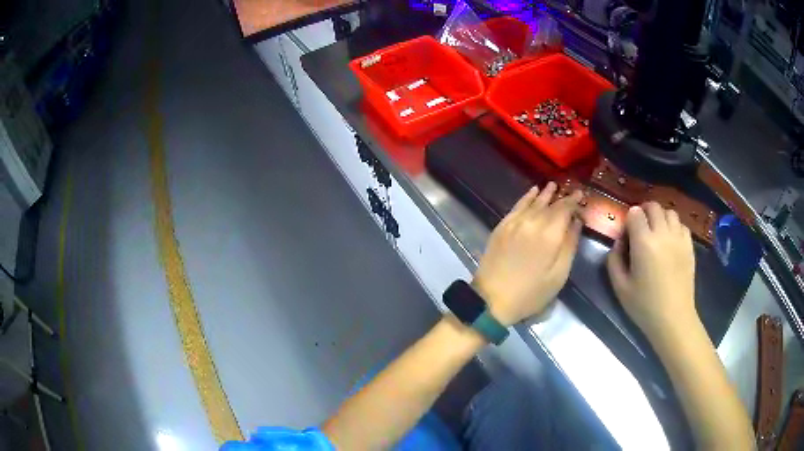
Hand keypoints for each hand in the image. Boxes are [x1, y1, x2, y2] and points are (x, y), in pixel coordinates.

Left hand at [472, 182, 582, 325]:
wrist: (491, 300)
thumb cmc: (530, 293)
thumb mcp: (558, 275)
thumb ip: (570, 245)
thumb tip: (576, 222)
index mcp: (550, 234)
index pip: (565, 209)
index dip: (574, 201)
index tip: (581, 195)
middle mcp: (532, 222)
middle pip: (550, 204)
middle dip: (562, 197)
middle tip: (571, 191)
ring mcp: (514, 222)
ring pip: (533, 202)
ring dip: (545, 193)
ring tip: (553, 186)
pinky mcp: (501, 226)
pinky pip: (517, 206)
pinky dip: (526, 197)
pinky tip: (532, 192)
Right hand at [606, 202, 697, 336]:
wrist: (673, 318)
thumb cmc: (644, 306)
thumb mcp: (619, 287)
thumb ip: (614, 260)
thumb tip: (619, 242)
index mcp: (643, 242)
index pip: (635, 213)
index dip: (629, 219)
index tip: (627, 233)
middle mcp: (663, 234)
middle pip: (653, 206)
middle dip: (644, 212)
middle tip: (640, 228)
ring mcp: (679, 238)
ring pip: (669, 212)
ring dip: (660, 217)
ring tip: (656, 232)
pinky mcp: (689, 246)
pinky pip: (681, 225)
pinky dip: (674, 226)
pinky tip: (670, 241)